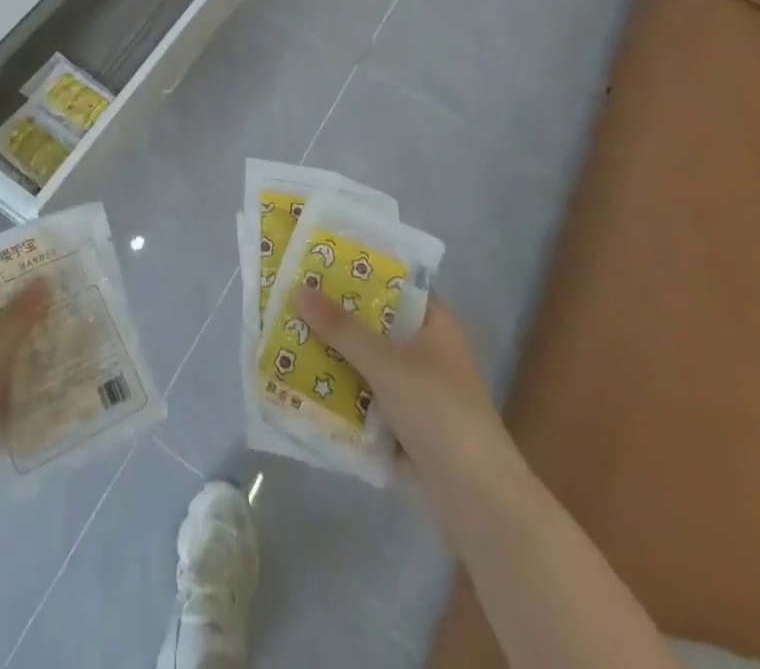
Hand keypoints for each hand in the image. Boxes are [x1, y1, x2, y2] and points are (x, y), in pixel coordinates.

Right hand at [296, 285, 513, 505]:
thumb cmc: (439, 411)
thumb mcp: (386, 363)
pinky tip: (299, 379)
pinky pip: (362, 396)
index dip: (359, 270)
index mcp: (434, 324)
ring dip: (332, 353)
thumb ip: (342, 328)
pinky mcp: (401, 423)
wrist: (476, 499)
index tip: (318, 259)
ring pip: (364, 360)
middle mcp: (425, 350)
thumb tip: (299, 289)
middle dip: (334, 314)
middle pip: (373, 322)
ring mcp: (413, 389)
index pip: (394, 282)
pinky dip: (338, 390)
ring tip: (283, 332)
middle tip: (288, 293)